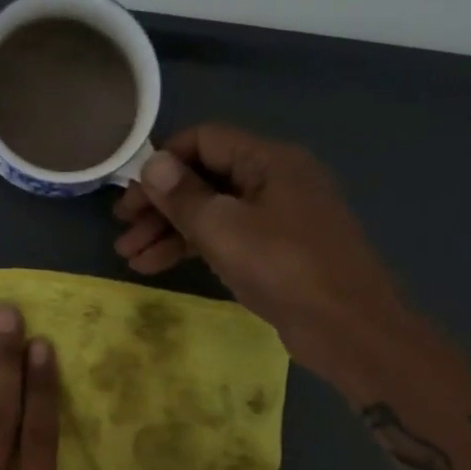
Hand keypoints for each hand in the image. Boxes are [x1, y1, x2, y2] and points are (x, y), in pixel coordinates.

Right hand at [113, 125, 403, 387]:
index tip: (130, 196)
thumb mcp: (224, 229)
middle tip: (122, 232)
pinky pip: (227, 238)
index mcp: (269, 160)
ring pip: (213, 213)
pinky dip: (193, 249)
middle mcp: (274, 180)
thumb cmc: (284, 269)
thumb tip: (152, 163)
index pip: (204, 140)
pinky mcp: (276, 252)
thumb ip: (183, 196)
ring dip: (169, 232)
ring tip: (129, 258)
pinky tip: (157, 267)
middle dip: (160, 205)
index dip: (162, 163)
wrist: (348, 329)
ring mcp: (277, 218)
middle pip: (205, 179)